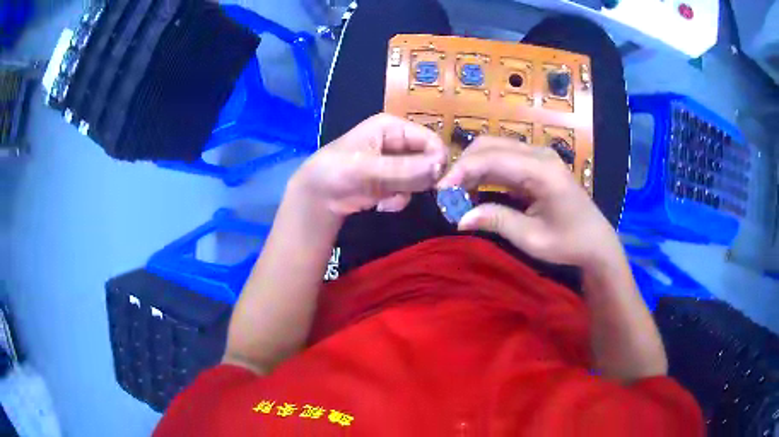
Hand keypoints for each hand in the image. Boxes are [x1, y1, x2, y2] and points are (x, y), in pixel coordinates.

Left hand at [292, 114, 447, 218]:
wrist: (317, 197)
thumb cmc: (335, 172)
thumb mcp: (367, 168)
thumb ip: (403, 169)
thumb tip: (439, 167)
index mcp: (393, 127)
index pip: (430, 139)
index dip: (437, 160)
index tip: (436, 182)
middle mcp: (399, 142)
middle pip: (429, 159)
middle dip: (420, 179)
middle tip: (404, 191)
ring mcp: (397, 163)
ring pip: (422, 178)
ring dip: (408, 192)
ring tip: (387, 198)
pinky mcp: (393, 181)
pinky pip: (410, 191)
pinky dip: (399, 200)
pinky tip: (382, 204)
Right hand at [437, 137, 621, 268]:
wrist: (595, 241)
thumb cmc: (568, 243)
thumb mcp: (531, 238)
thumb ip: (497, 221)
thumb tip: (459, 218)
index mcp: (541, 170)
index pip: (491, 158)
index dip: (461, 171)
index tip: (440, 191)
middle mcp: (539, 153)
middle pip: (490, 145)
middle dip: (463, 165)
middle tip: (446, 192)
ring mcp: (539, 155)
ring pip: (494, 147)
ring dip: (472, 166)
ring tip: (456, 192)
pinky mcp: (537, 162)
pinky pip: (504, 157)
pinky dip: (485, 169)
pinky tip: (475, 187)